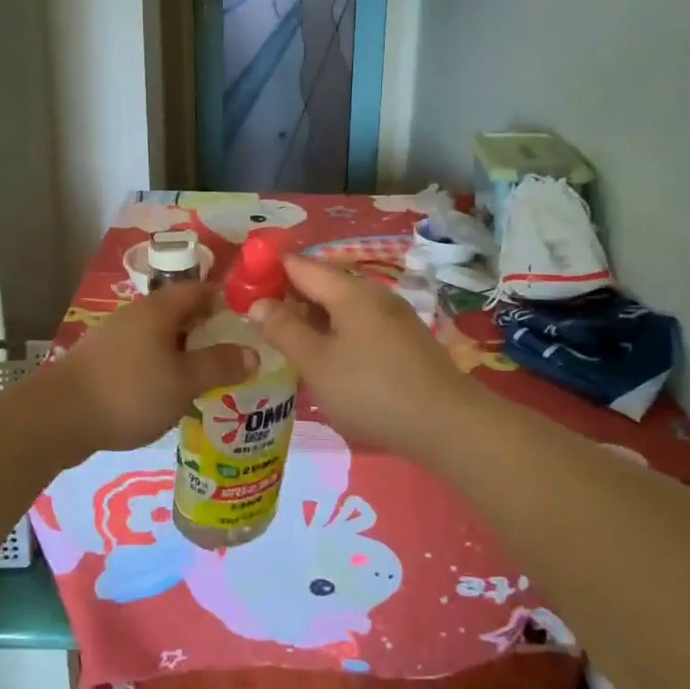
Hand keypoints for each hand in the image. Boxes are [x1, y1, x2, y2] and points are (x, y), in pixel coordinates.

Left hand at [53, 282, 256, 453]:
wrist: (58, 417)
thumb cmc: (130, 392)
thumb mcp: (184, 382)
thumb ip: (220, 366)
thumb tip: (254, 353)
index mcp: (159, 309)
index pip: (200, 289)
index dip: (226, 302)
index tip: (247, 325)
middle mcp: (137, 314)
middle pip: (180, 313)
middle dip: (207, 332)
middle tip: (231, 358)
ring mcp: (115, 336)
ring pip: (160, 336)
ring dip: (183, 353)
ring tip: (204, 380)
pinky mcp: (101, 359)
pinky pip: (142, 354)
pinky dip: (160, 367)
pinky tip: (167, 394)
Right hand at [253, 255, 478, 455]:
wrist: (447, 424)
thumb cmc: (372, 390)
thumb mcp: (317, 363)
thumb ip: (284, 330)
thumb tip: (257, 303)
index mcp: (348, 290)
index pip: (298, 264)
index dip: (267, 270)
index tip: (241, 289)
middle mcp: (372, 292)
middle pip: (321, 283)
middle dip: (288, 297)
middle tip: (258, 322)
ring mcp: (392, 315)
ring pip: (340, 305)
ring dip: (312, 318)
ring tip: (286, 343)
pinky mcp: (404, 339)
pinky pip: (358, 324)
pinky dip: (335, 332)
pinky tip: (327, 359)